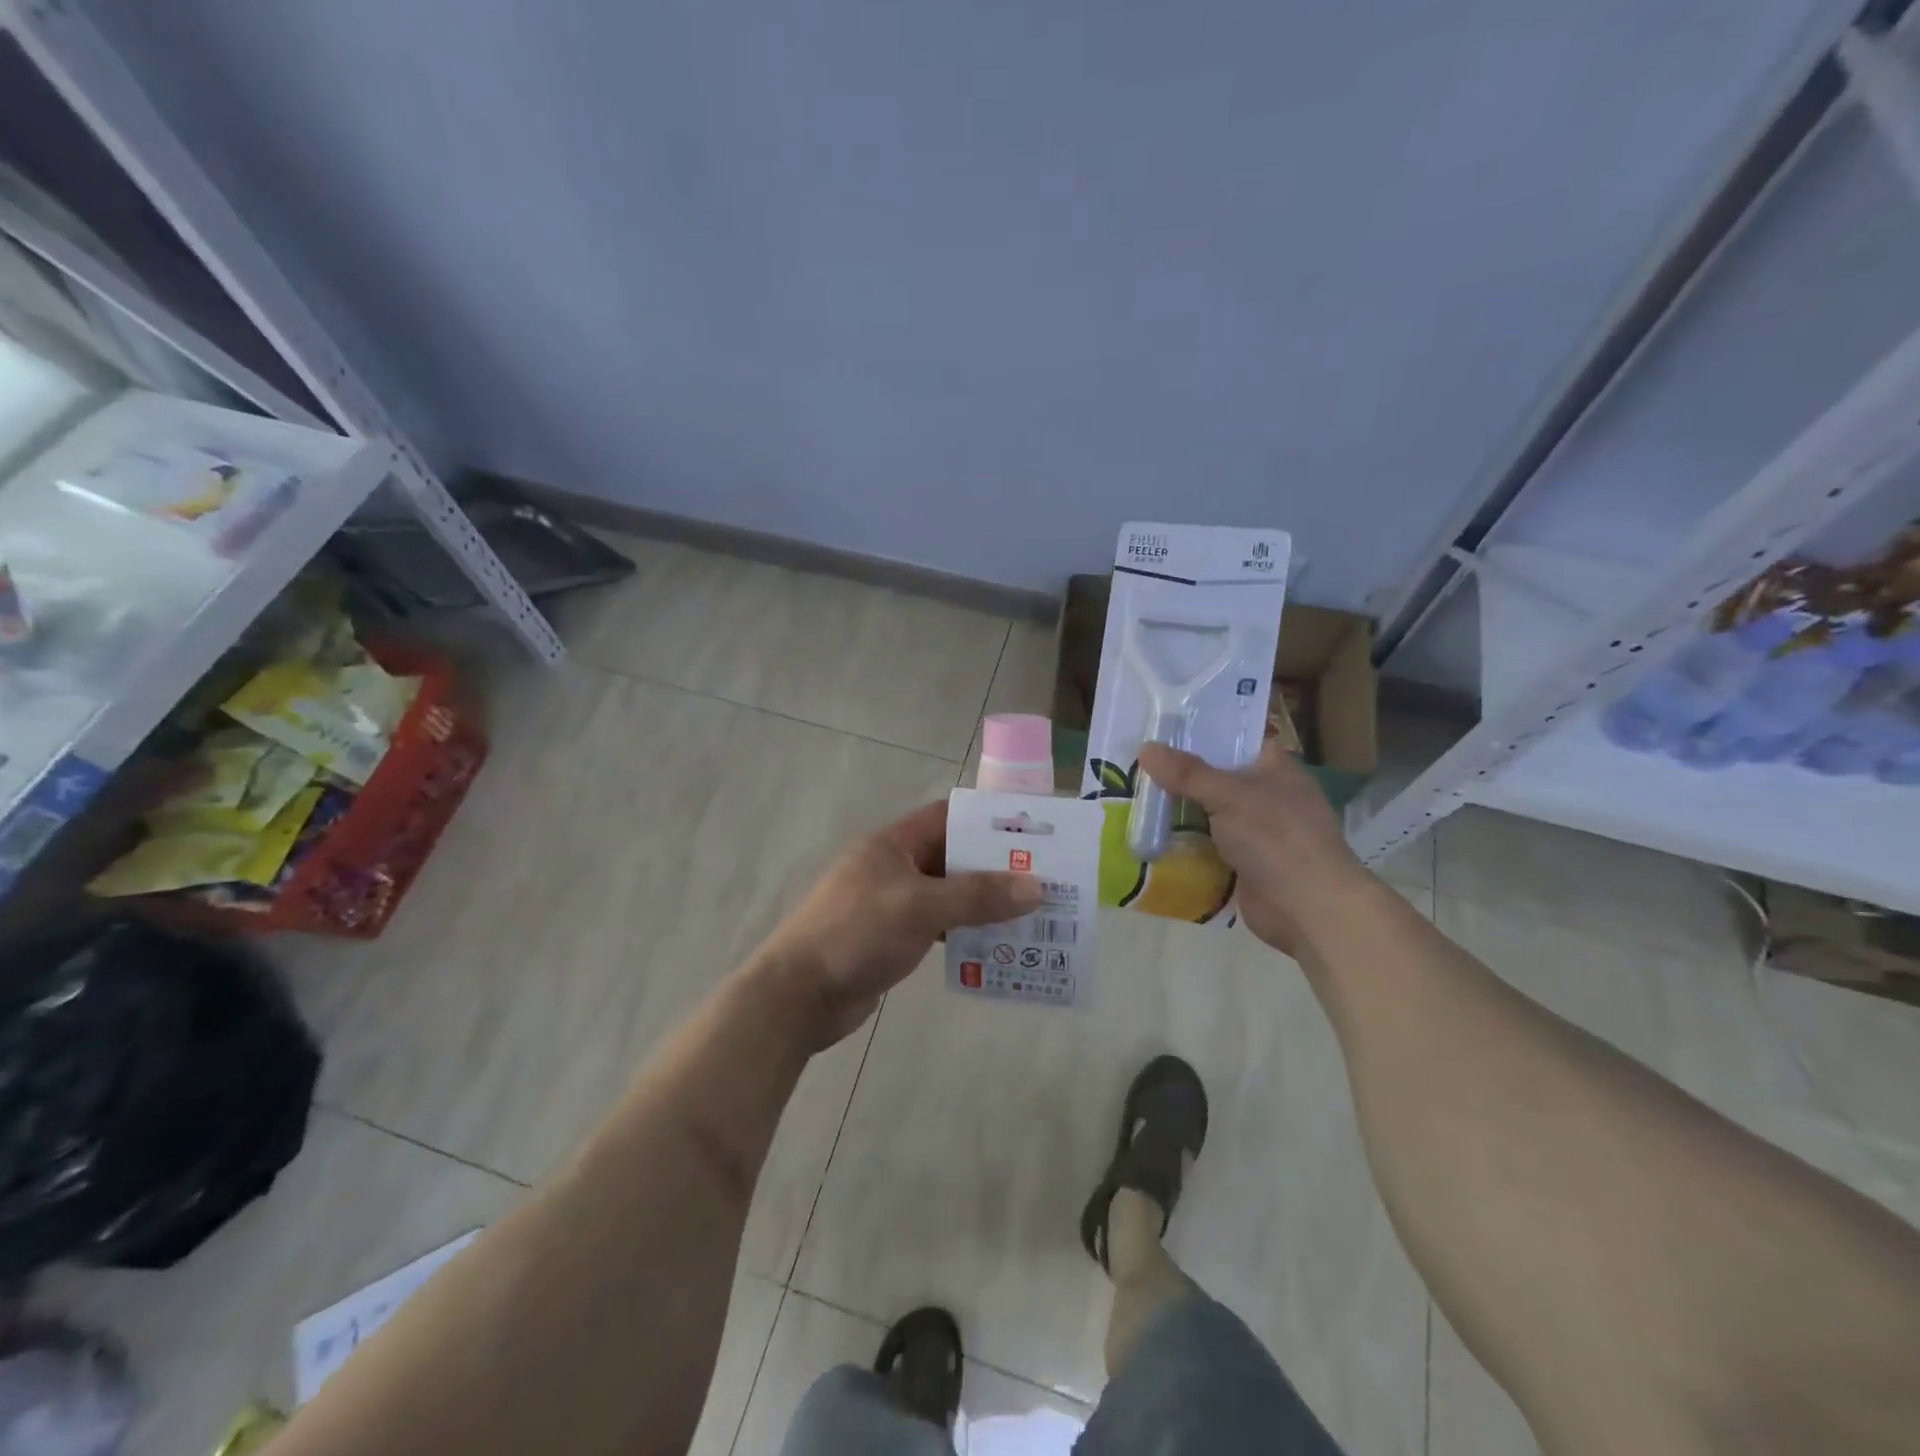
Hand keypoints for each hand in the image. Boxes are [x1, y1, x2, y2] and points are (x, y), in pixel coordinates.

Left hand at [757, 800, 1043, 1048]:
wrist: (797, 996)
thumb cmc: (855, 934)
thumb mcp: (919, 908)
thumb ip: (976, 896)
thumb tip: (1036, 887)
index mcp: (892, 844)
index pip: (947, 817)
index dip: (987, 822)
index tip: (1031, 835)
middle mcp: (892, 867)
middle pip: (952, 858)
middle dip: (994, 870)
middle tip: (1043, 882)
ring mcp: (890, 904)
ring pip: (947, 895)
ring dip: (982, 906)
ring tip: (1030, 917)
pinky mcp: (890, 938)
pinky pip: (937, 926)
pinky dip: (963, 933)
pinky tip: (994, 948)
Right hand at [1136, 740, 1370, 957]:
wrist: (1308, 908)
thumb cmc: (1276, 837)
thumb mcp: (1228, 795)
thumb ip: (1186, 773)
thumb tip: (1146, 748)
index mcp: (1275, 769)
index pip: (1234, 742)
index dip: (1199, 737)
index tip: (1159, 735)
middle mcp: (1267, 797)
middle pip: (1215, 780)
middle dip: (1179, 779)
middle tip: (1135, 769)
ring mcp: (1257, 833)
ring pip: (1208, 816)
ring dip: (1178, 815)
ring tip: (1134, 803)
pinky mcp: (1244, 865)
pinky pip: (1207, 848)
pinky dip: (1184, 846)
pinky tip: (1150, 840)